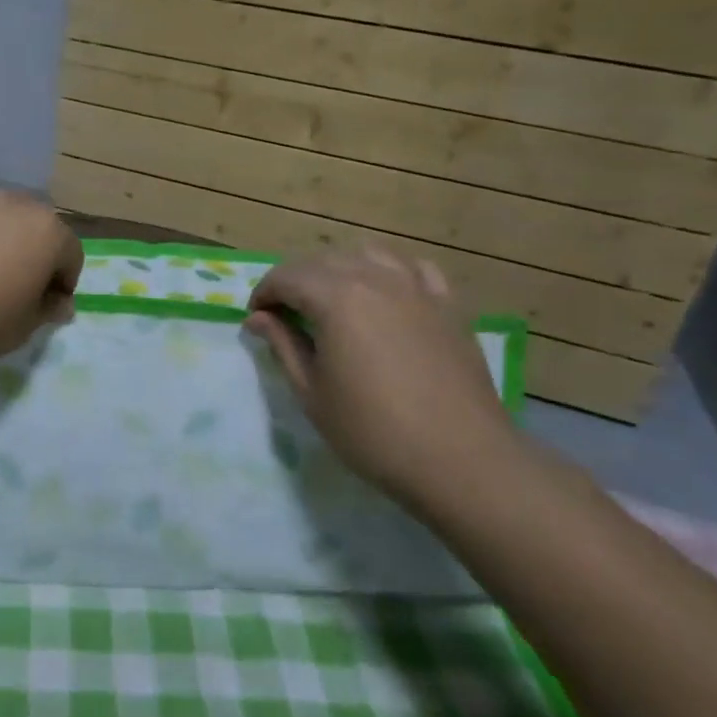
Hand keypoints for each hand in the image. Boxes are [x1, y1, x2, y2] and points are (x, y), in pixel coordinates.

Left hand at [0, 183, 83, 365]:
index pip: (70, 255)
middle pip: (32, 227)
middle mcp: (13, 202)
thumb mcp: (21, 330)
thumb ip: (46, 310)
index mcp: (46, 232)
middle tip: (7, 290)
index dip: (61, 284)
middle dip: (27, 254)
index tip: (42, 310)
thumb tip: (59, 303)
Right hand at [244, 244, 518, 502]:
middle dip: (296, 280)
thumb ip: (283, 345)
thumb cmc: (373, 432)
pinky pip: (415, 269)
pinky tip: (386, 295)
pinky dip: (392, 273)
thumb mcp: (312, 393)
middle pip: (323, 261)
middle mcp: (375, 279)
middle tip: (285, 314)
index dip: (264, 293)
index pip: (287, 277)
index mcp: (336, 298)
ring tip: (332, 299)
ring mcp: (416, 289)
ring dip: (341, 269)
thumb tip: (257, 317)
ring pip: (368, 255)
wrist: (461, 461)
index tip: (255, 318)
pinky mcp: (448, 306)